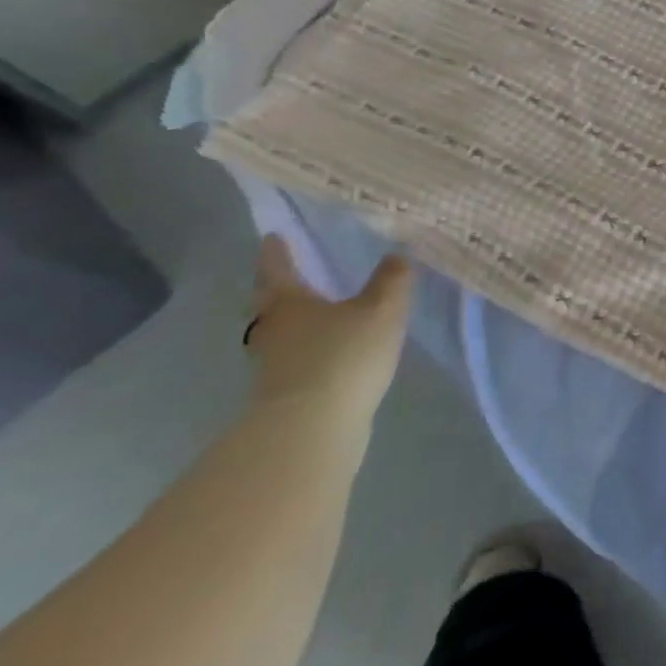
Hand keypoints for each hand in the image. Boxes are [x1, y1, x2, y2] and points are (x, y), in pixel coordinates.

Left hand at [244, 237, 413, 426]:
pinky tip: (330, 350)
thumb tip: (396, 254)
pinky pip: (294, 358)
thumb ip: (391, 280)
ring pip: (279, 333)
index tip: (273, 237)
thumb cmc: (343, 356)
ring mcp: (273, 365)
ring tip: (319, 312)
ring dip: (293, 322)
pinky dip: (307, 348)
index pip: (278, 269)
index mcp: (288, 303)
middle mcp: (273, 331)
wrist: (311, 429)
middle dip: (279, 289)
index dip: (277, 252)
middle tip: (293, 275)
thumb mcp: (381, 309)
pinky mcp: (284, 394)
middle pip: (269, 305)